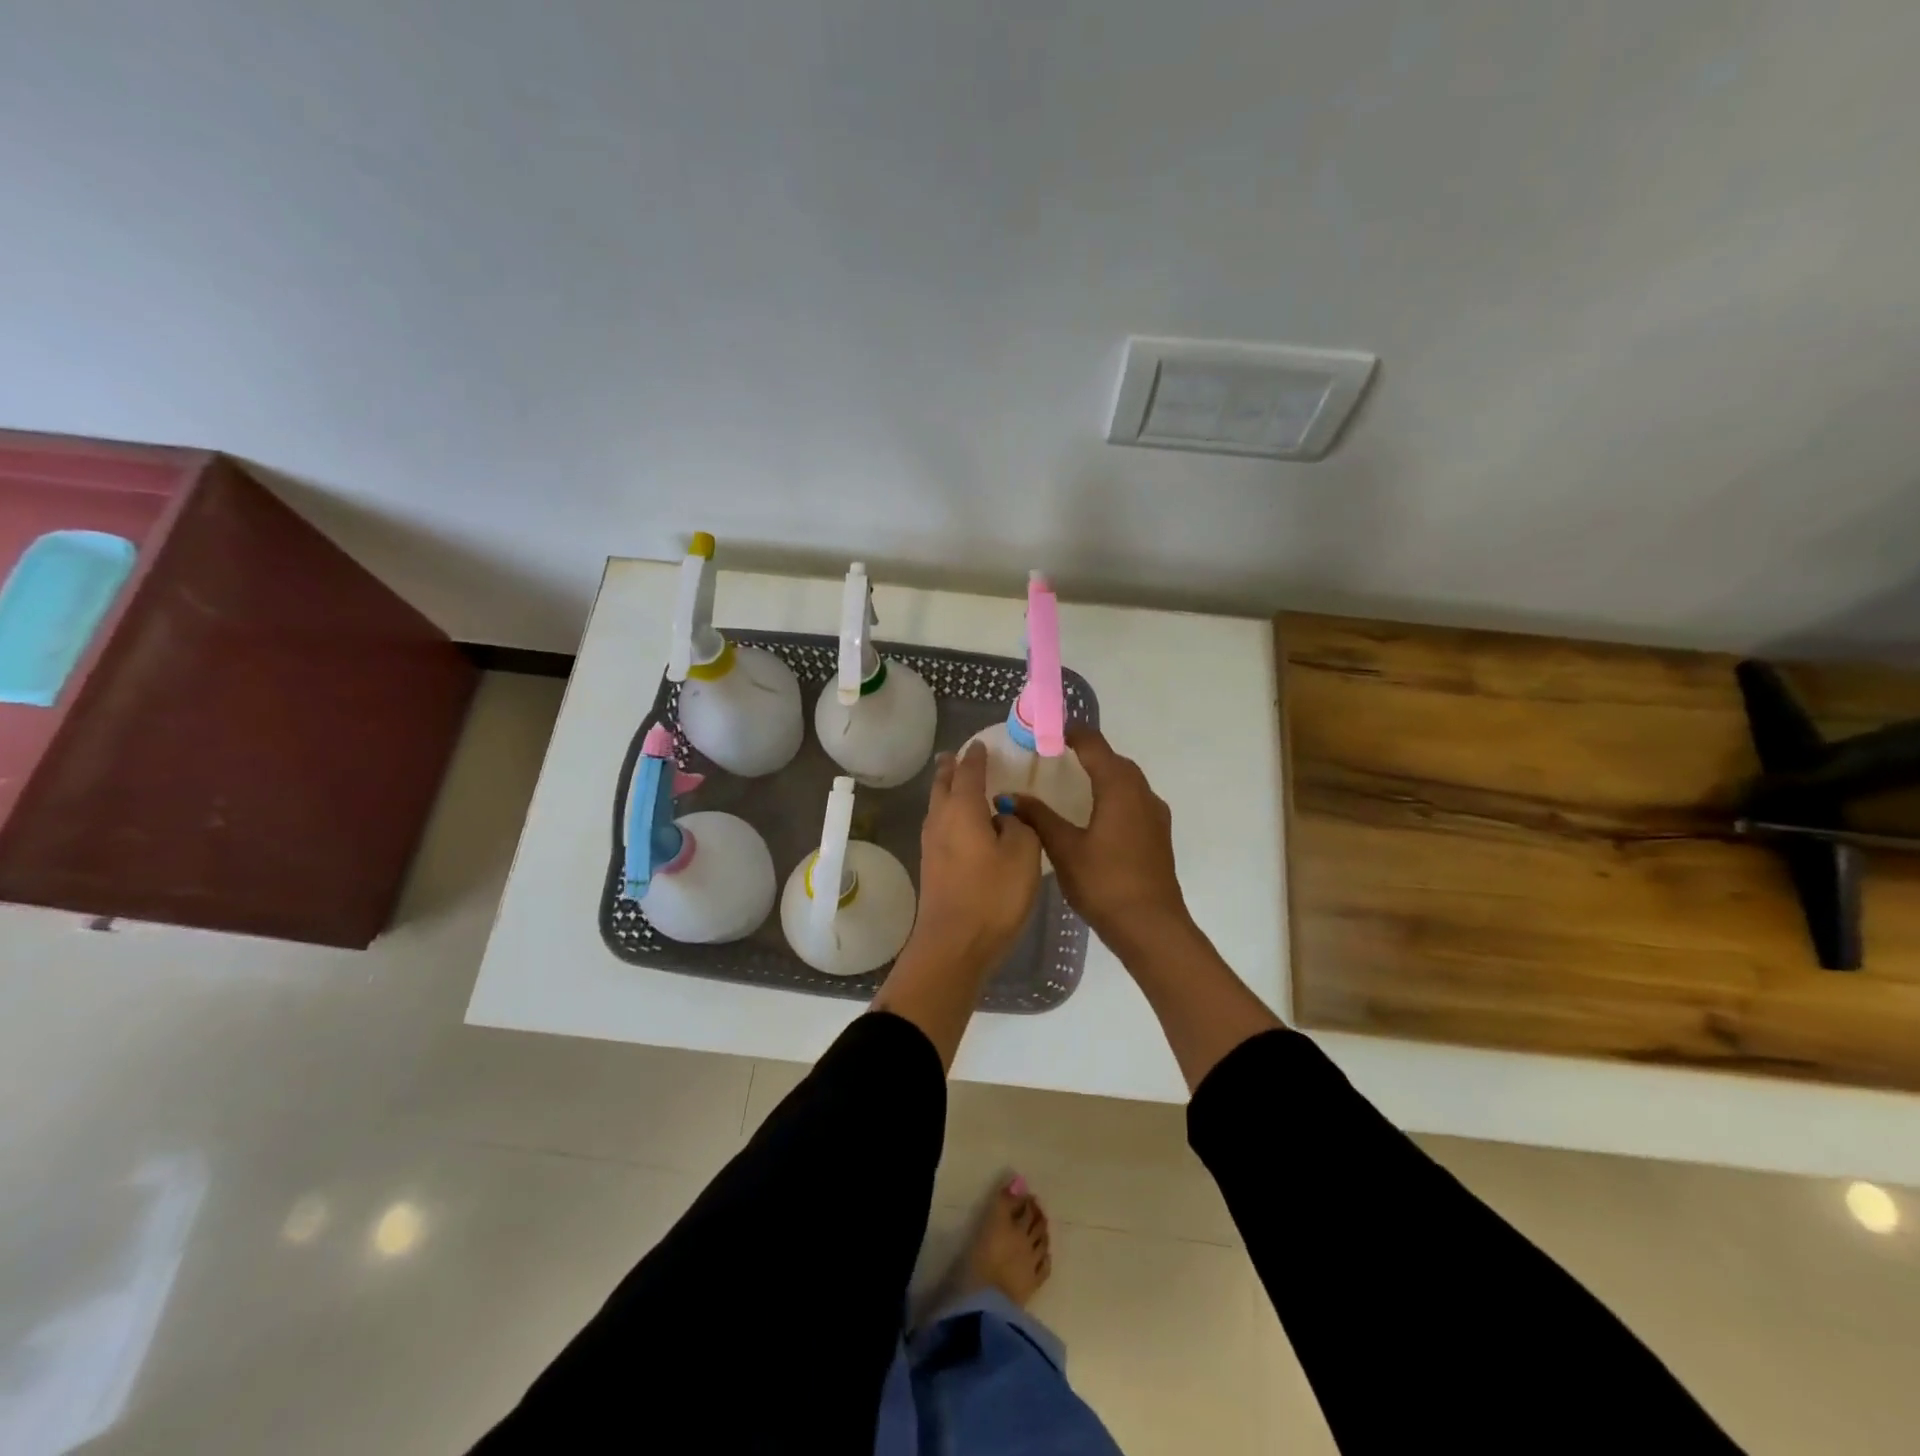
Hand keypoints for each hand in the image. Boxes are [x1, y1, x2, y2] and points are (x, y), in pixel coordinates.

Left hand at [906, 742, 1042, 978]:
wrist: (954, 945)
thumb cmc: (993, 895)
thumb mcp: (1023, 855)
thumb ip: (1019, 826)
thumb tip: (1004, 817)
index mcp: (963, 809)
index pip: (969, 772)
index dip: (976, 757)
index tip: (980, 744)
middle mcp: (941, 821)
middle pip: (943, 785)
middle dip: (951, 768)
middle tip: (957, 755)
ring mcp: (932, 845)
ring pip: (937, 806)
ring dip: (946, 789)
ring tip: (956, 782)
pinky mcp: (932, 867)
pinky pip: (940, 826)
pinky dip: (949, 813)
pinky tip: (960, 823)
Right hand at [1013, 727, 1190, 955]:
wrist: (1151, 927)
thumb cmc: (1104, 882)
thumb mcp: (1064, 848)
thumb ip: (1038, 817)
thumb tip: (1009, 797)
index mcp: (1119, 788)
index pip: (1094, 745)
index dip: (1071, 733)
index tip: (1047, 732)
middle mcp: (1142, 793)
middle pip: (1114, 760)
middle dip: (1087, 752)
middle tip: (1054, 755)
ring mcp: (1154, 814)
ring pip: (1127, 781)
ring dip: (1103, 773)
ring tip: (1072, 781)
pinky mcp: (1158, 834)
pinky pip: (1133, 800)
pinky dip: (1113, 795)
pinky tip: (1095, 814)